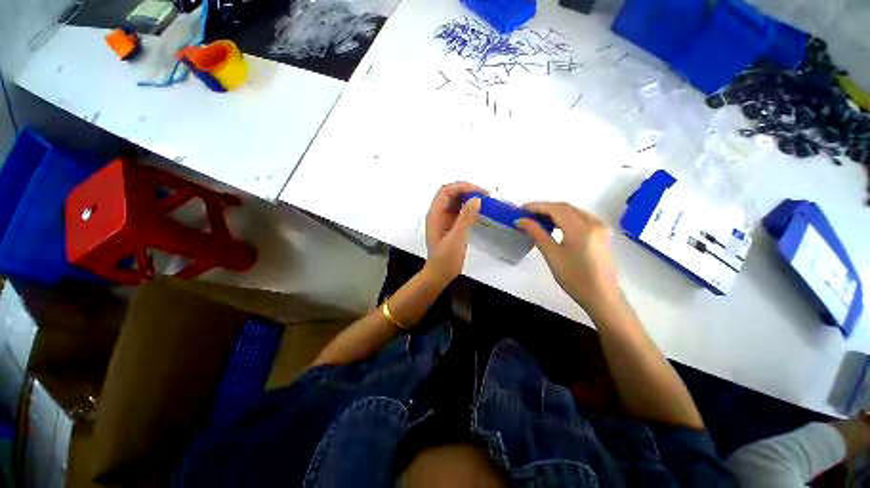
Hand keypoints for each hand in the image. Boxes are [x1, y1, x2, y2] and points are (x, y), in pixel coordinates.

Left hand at [425, 182, 484, 283]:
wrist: (439, 275)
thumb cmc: (445, 259)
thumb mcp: (456, 238)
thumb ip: (465, 218)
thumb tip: (476, 199)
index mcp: (435, 214)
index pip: (446, 191)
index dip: (462, 187)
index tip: (480, 192)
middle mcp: (438, 214)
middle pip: (451, 194)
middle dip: (467, 191)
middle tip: (485, 196)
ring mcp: (444, 220)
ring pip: (456, 202)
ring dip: (469, 199)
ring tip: (485, 202)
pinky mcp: (451, 226)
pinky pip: (460, 212)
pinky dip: (469, 209)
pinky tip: (480, 212)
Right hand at [516, 202, 620, 314]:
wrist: (602, 296)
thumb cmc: (574, 278)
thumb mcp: (552, 255)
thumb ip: (537, 234)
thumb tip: (521, 221)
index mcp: (581, 228)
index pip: (557, 209)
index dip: (538, 206)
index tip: (522, 209)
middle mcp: (594, 222)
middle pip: (566, 207)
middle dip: (546, 208)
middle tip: (528, 214)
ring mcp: (600, 227)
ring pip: (574, 211)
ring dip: (555, 212)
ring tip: (538, 218)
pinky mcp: (602, 233)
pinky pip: (581, 218)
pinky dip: (565, 217)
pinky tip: (555, 225)